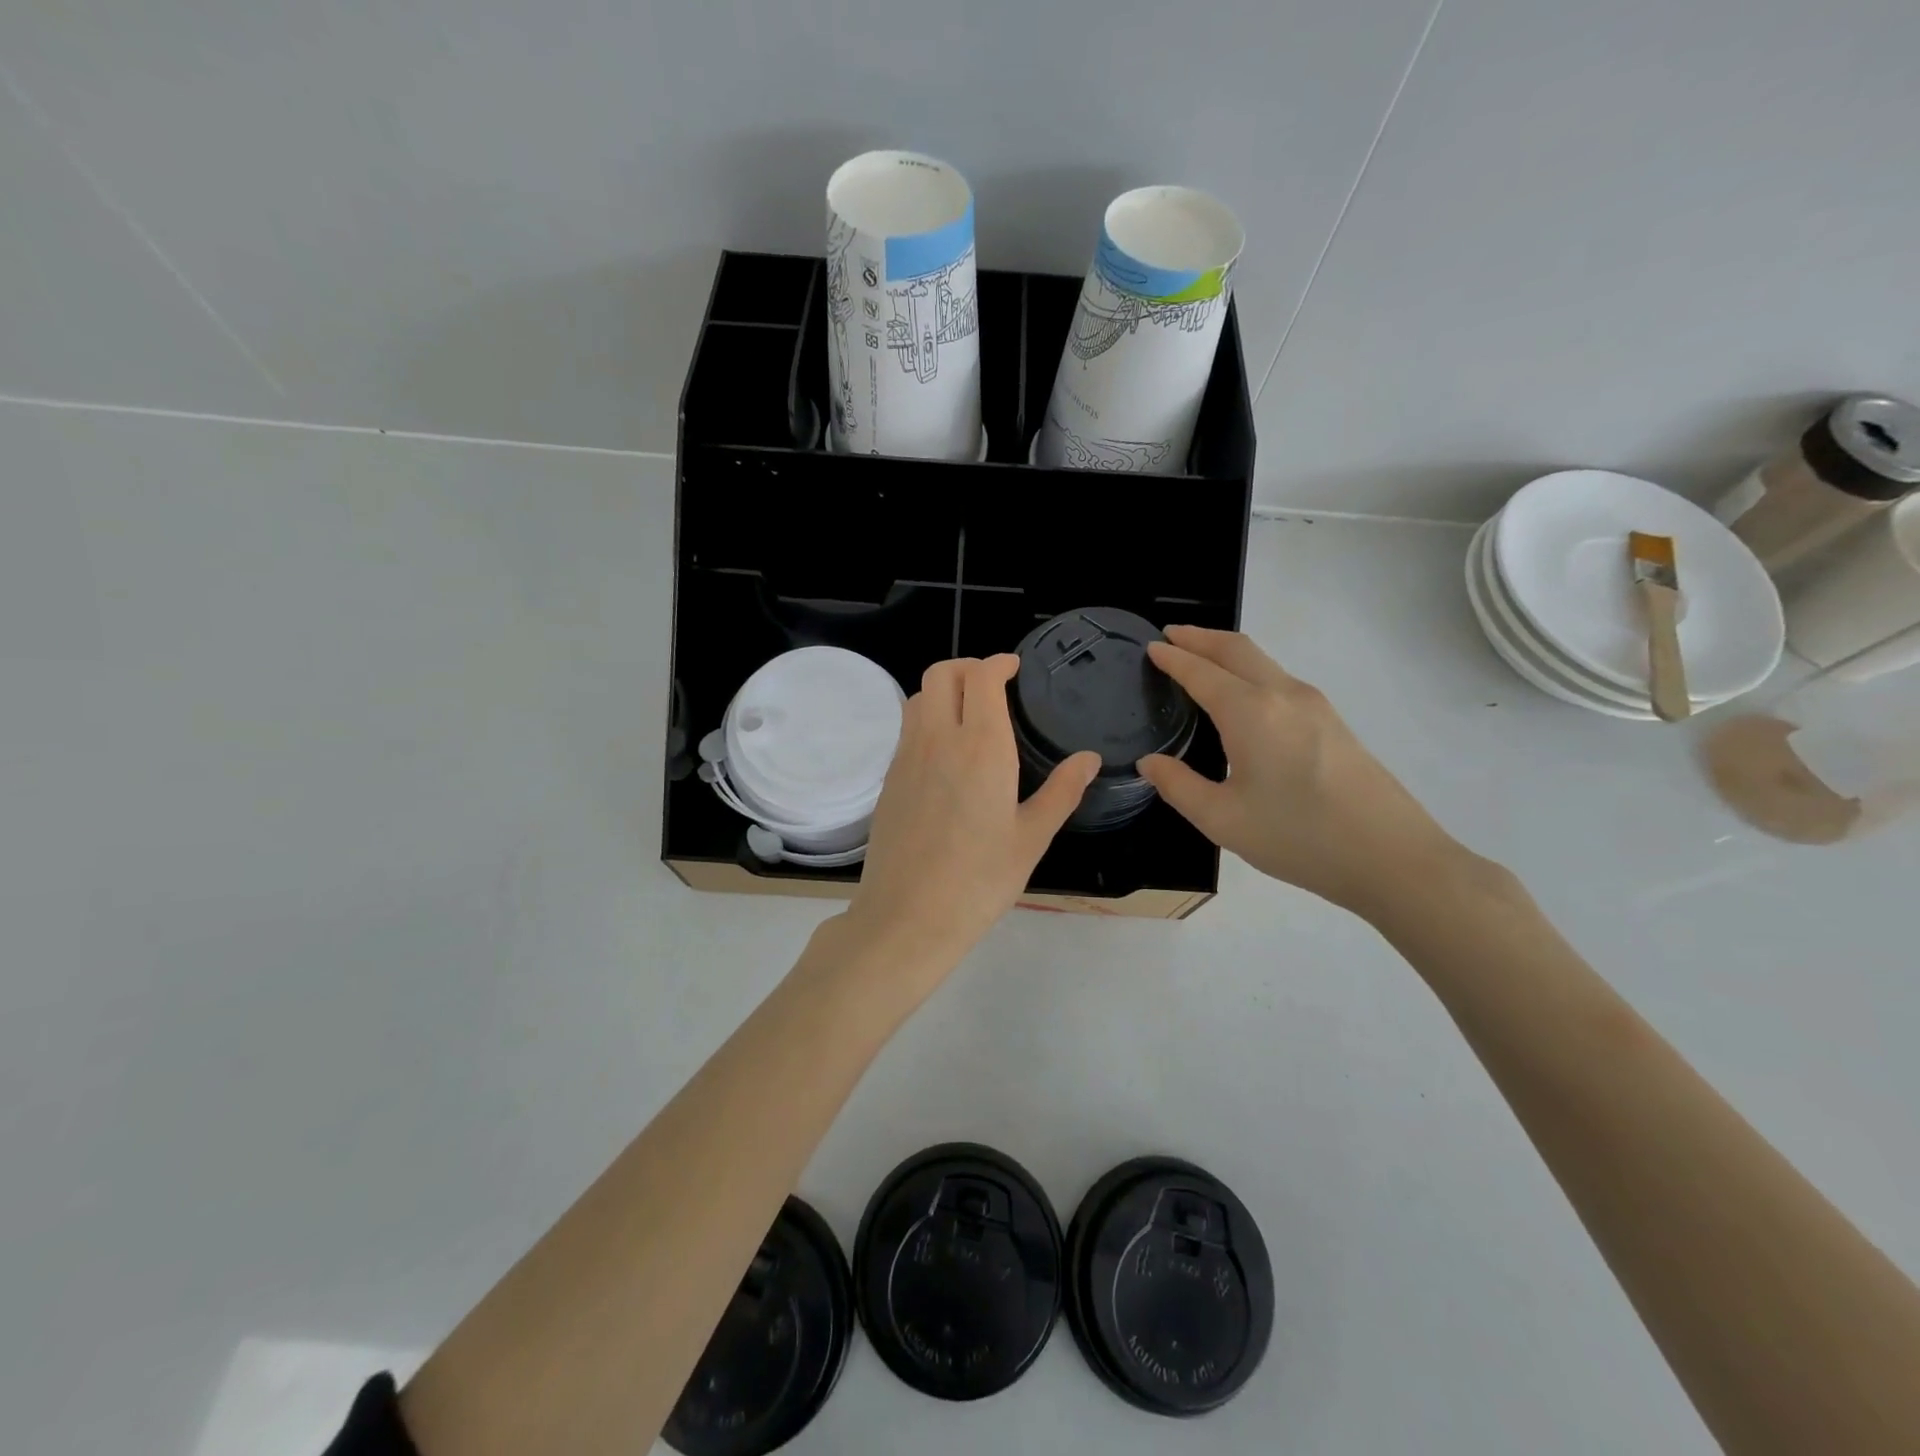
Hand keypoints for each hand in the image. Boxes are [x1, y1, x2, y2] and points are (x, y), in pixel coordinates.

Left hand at [842, 655, 1098, 978]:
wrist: (908, 916)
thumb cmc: (979, 880)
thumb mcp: (1031, 838)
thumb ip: (1062, 791)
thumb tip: (1088, 758)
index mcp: (980, 746)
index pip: (981, 677)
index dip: (998, 663)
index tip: (1014, 668)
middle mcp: (937, 739)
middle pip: (941, 673)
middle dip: (968, 667)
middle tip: (993, 684)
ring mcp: (906, 757)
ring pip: (917, 697)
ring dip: (943, 689)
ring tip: (968, 712)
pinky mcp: (889, 778)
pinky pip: (906, 728)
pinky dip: (926, 717)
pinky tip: (946, 751)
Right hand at [1137, 627, 1462, 919]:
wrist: (1392, 856)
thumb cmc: (1298, 837)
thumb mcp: (1222, 819)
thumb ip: (1178, 786)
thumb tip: (1151, 762)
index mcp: (1250, 712)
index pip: (1201, 672)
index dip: (1173, 658)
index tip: (1150, 646)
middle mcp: (1283, 695)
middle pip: (1236, 649)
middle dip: (1200, 637)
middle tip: (1170, 636)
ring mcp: (1314, 705)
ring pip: (1262, 661)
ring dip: (1226, 652)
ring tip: (1200, 660)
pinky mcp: (1332, 721)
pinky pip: (1279, 679)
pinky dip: (1249, 671)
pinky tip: (1240, 696)